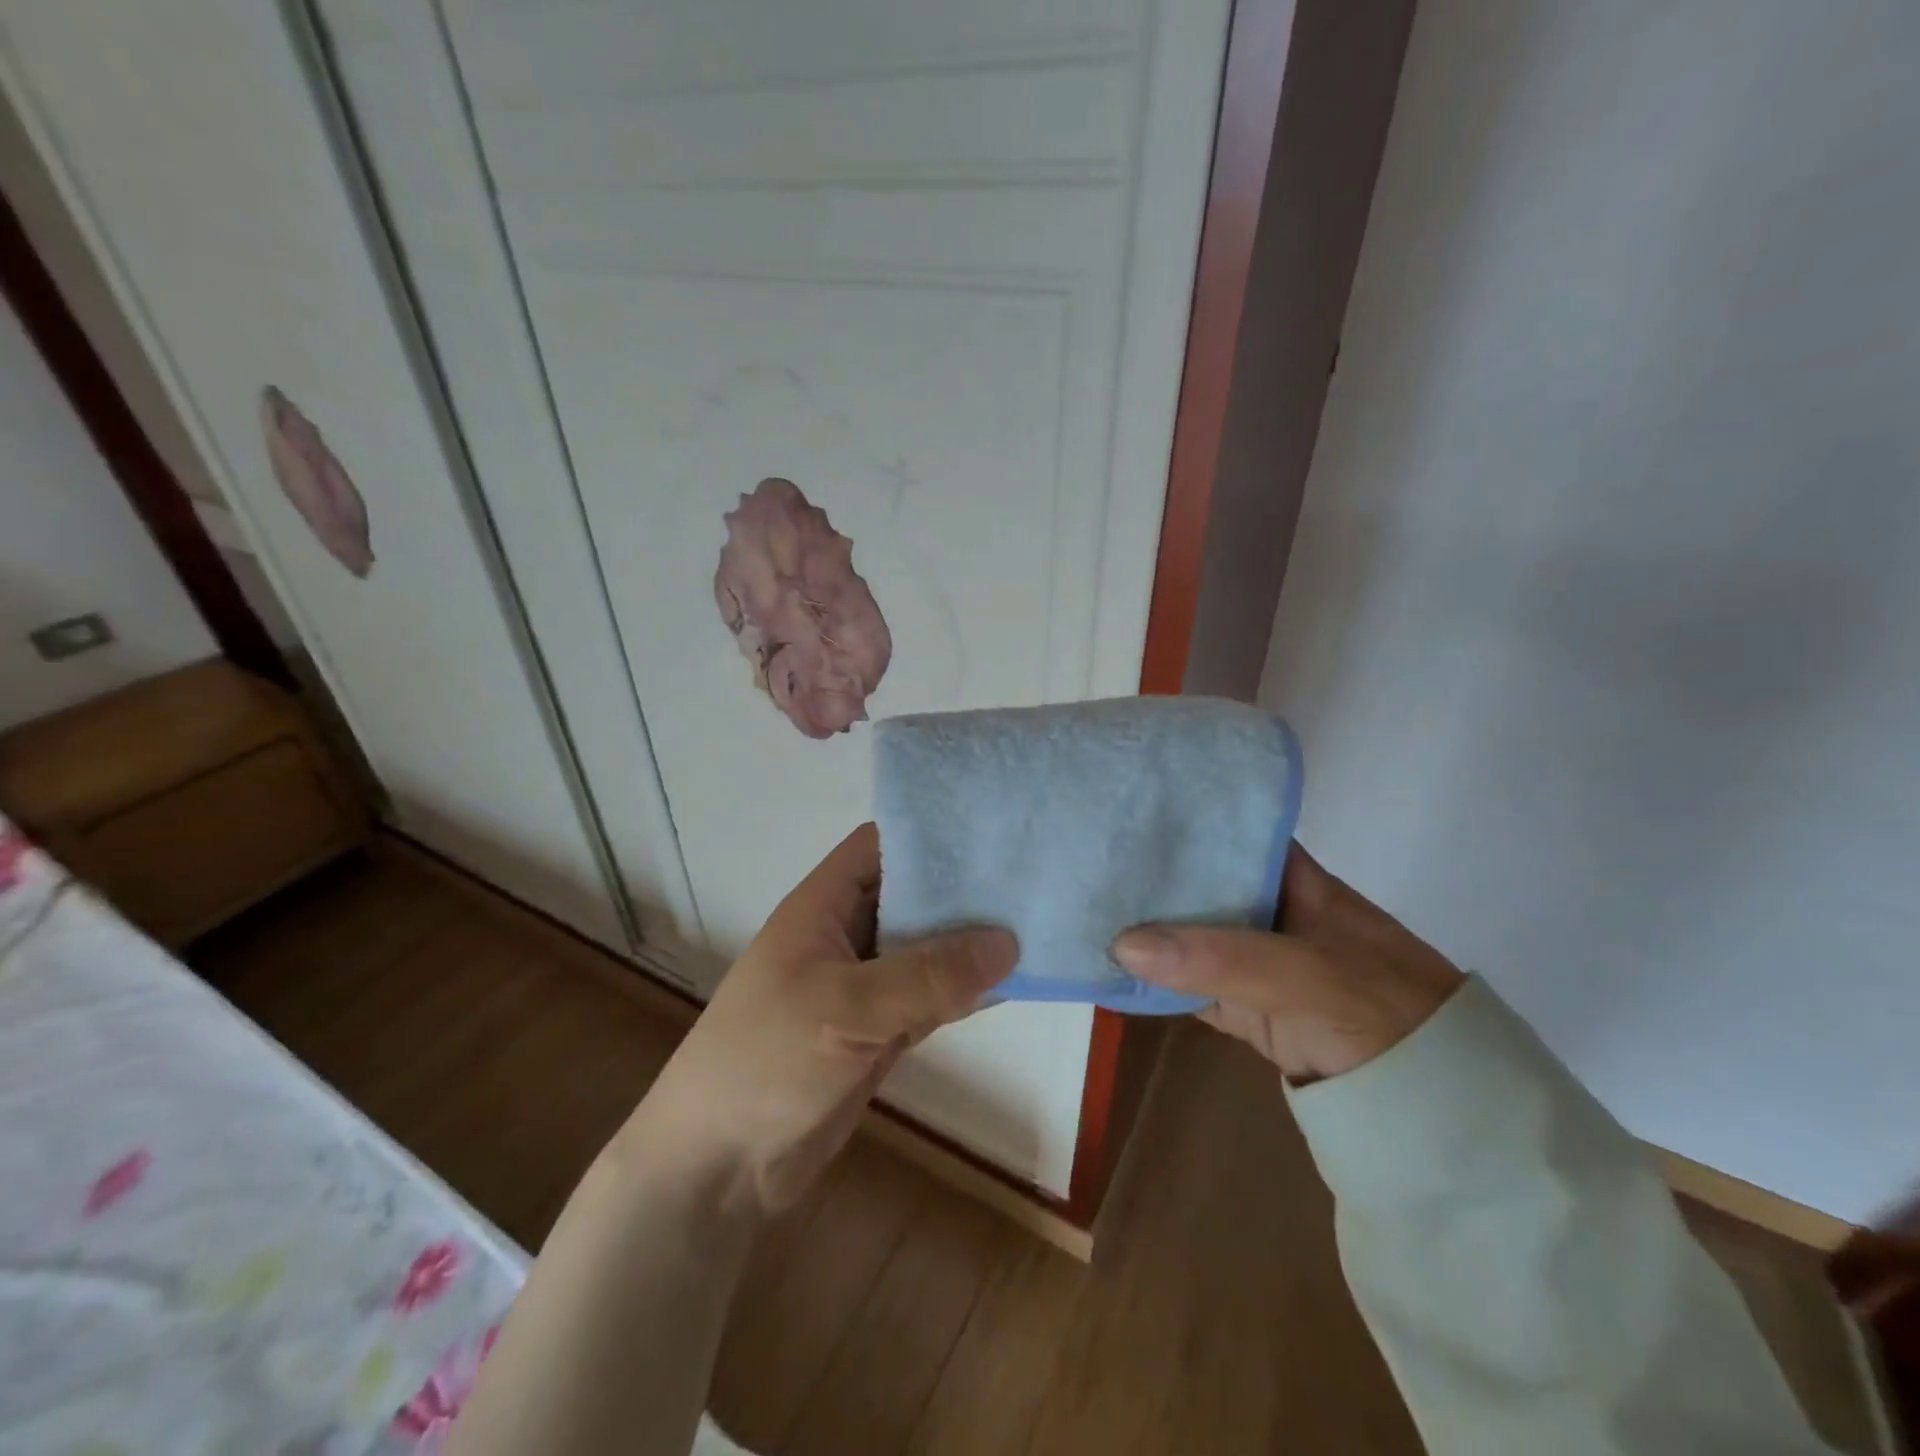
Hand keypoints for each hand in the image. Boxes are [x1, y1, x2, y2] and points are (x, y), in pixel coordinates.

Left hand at [635, 824, 1016, 1215]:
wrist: (718, 1169)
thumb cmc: (766, 1061)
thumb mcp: (845, 1007)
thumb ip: (927, 975)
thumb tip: (1007, 942)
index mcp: (824, 906)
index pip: (881, 846)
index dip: (930, 833)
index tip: (993, 832)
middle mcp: (847, 935)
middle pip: (912, 895)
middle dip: (964, 888)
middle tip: (1034, 877)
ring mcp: (864, 986)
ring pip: (927, 950)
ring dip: (971, 944)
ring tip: (1039, 921)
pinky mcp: (879, 1031)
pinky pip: (931, 999)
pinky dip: (966, 992)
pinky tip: (1015, 983)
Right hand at [1112, 843, 1463, 1082]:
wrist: (1440, 1111)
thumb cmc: (1378, 1012)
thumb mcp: (1302, 974)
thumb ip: (1217, 958)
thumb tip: (1121, 942)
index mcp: (1292, 879)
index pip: (1229, 833)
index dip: (1181, 821)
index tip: (1123, 813)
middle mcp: (1268, 911)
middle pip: (1200, 884)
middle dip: (1150, 874)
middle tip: (1087, 858)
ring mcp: (1255, 962)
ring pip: (1189, 936)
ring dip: (1145, 928)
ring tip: (1083, 902)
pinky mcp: (1245, 1009)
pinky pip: (1189, 986)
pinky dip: (1154, 980)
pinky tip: (1109, 966)